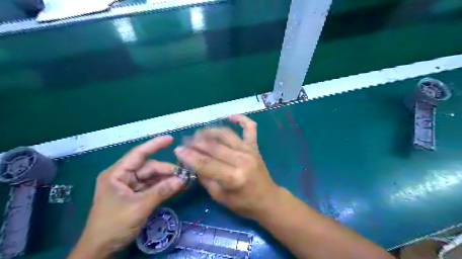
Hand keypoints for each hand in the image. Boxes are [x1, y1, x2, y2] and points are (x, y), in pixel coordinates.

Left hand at [75, 136, 183, 254]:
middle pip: (149, 168)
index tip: (170, 139)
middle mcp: (123, 177)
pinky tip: (177, 188)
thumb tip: (183, 180)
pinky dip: (164, 188)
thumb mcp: (139, 207)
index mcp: (117, 174)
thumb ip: (162, 191)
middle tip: (184, 175)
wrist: (101, 250)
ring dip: (168, 180)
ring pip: (153, 178)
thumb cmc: (113, 226)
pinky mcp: (136, 196)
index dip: (154, 145)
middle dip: (167, 171)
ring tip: (184, 181)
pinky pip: (153, 187)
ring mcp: (130, 187)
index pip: (138, 154)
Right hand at [174, 115, 279, 219]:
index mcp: (233, 178)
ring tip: (199, 133)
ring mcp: (249, 151)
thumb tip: (193, 163)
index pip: (206, 164)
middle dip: (196, 142)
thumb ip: (205, 179)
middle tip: (185, 141)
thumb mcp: (220, 197)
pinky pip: (250, 128)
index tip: (177, 150)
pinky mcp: (255, 146)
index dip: (189, 156)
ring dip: (210, 131)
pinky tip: (230, 117)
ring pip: (226, 134)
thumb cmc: (244, 204)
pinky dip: (241, 119)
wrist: (268, 199)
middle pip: (214, 146)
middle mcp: (242, 161)